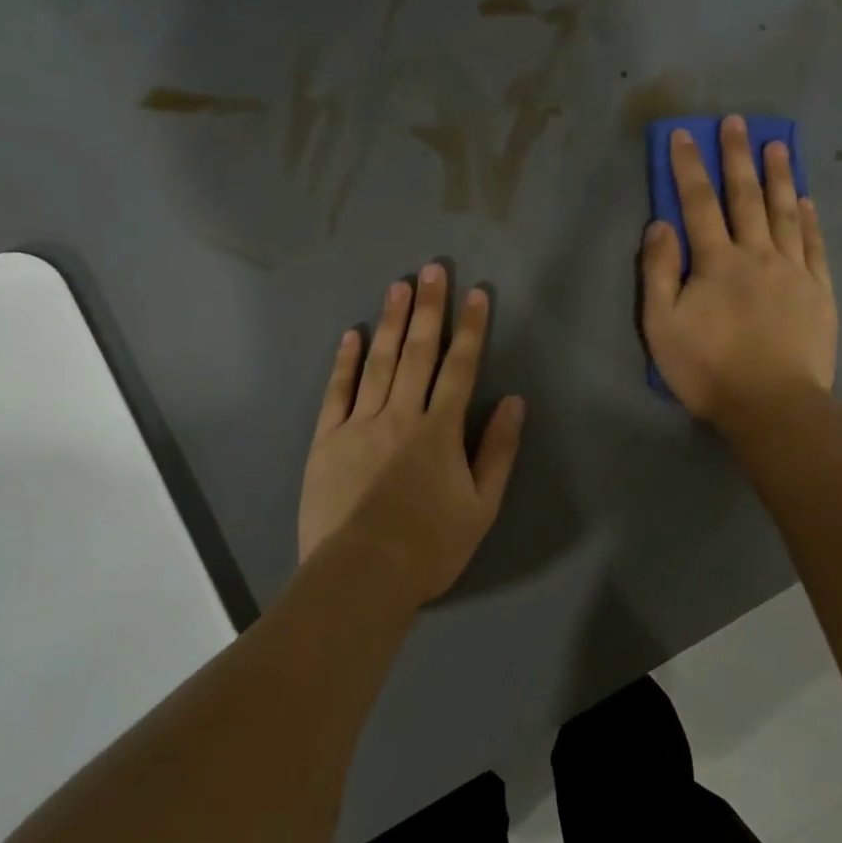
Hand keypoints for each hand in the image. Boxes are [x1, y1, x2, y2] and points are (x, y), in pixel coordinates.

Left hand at [299, 264, 525, 604]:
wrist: (363, 573)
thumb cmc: (430, 545)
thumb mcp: (482, 506)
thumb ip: (498, 451)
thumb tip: (514, 402)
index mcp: (440, 430)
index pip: (460, 368)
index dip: (471, 328)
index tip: (476, 293)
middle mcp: (401, 415)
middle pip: (417, 353)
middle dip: (428, 309)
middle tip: (431, 269)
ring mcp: (359, 424)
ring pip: (378, 363)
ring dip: (389, 322)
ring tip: (397, 286)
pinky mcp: (326, 440)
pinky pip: (336, 392)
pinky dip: (344, 362)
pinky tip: (350, 335)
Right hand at [641, 116, 838, 427]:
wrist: (772, 405)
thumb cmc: (708, 370)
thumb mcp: (661, 327)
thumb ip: (658, 273)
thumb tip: (660, 225)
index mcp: (715, 262)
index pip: (697, 204)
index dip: (688, 168)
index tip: (684, 135)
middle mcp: (756, 255)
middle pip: (745, 197)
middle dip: (737, 157)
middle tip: (736, 121)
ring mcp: (793, 270)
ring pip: (784, 212)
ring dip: (778, 176)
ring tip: (777, 144)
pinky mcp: (818, 291)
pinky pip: (813, 244)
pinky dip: (807, 218)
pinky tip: (805, 199)